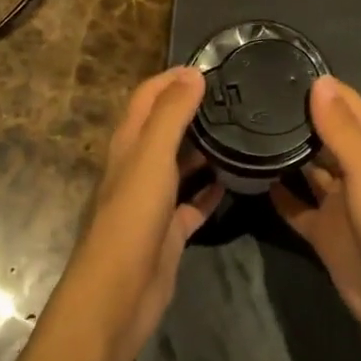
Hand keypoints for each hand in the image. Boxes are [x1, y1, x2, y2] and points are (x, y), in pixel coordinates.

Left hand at [68, 66, 218, 360]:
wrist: (118, 294)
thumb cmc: (132, 217)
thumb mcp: (152, 156)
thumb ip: (172, 114)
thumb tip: (192, 73)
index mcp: (128, 144)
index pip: (147, 97)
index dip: (171, 78)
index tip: (208, 66)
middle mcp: (138, 167)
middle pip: (165, 128)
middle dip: (193, 109)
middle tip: (234, 98)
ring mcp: (153, 201)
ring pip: (181, 165)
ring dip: (204, 148)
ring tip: (242, 132)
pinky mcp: (169, 231)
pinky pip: (194, 203)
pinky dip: (211, 190)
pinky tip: (236, 180)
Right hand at [271, 76, 360, 355]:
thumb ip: (341, 128)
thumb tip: (319, 80)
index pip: (347, 103)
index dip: (319, 86)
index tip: (278, 69)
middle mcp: (358, 168)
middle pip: (326, 133)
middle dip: (297, 116)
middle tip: (251, 97)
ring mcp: (340, 201)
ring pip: (309, 167)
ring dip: (286, 151)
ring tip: (246, 128)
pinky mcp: (324, 230)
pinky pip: (297, 205)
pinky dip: (279, 193)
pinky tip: (251, 175)